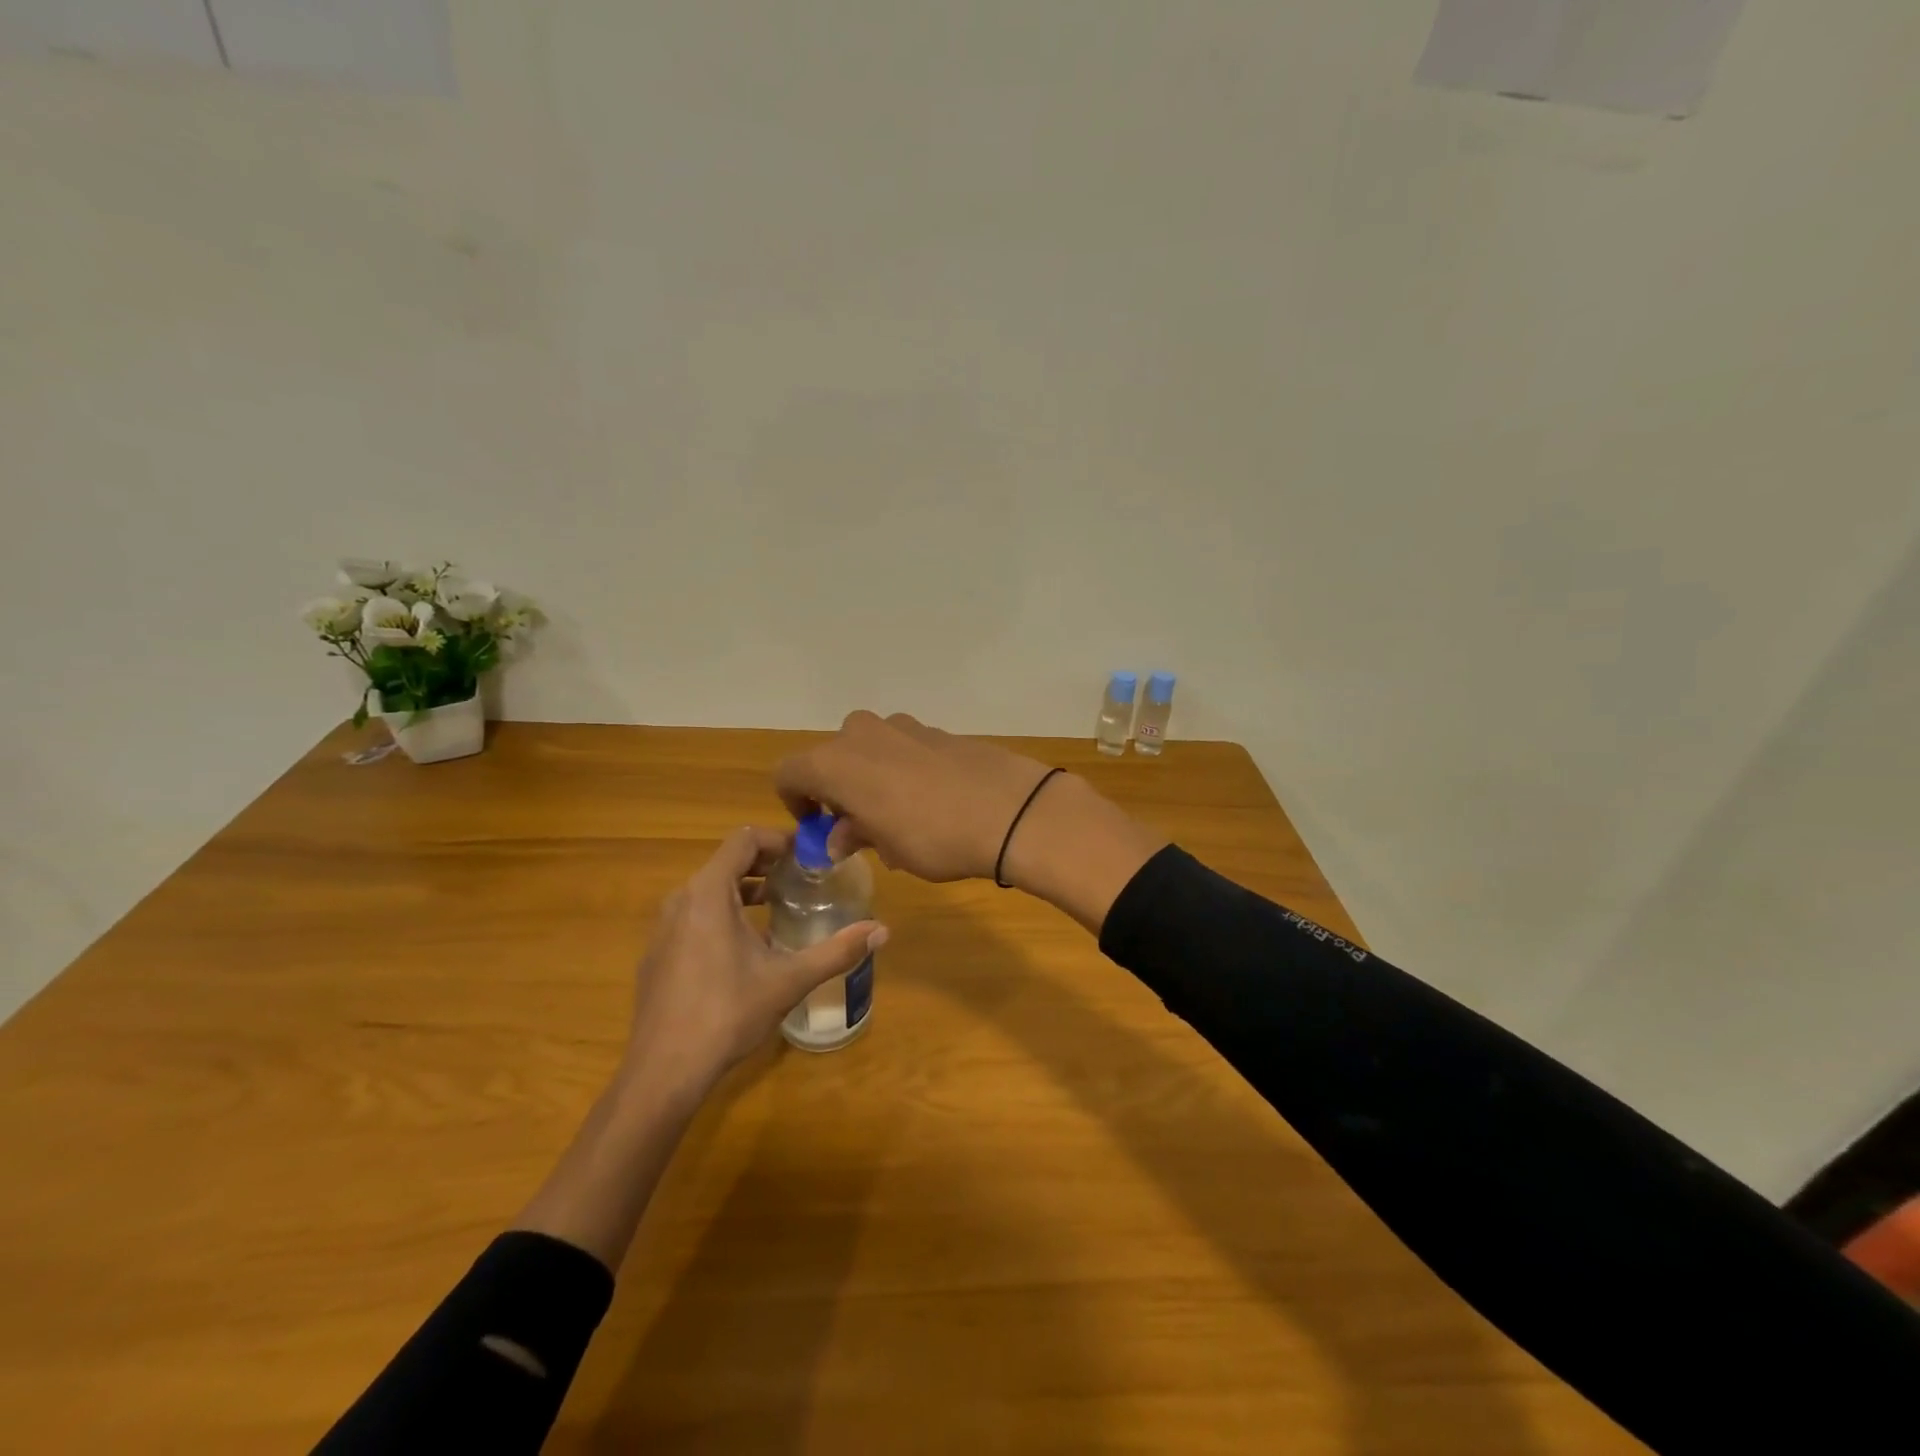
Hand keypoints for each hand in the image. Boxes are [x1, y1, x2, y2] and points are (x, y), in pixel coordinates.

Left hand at [619, 826, 886, 1098]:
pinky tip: (747, 948)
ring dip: (746, 890)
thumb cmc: (728, 1013)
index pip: (744, 839)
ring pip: (710, 890)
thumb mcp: (790, 980)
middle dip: (767, 864)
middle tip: (803, 878)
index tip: (809, 855)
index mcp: (709, 893)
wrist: (663, 1071)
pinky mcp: (658, 954)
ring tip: (780, 907)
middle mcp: (681, 900)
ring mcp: (664, 928)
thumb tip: (882, 931)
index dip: (779, 839)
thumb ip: (837, 951)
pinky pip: (694, 916)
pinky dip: (724, 914)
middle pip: (727, 862)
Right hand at [775, 710, 1166, 930]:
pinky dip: (903, 769)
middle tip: (859, 825)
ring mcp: (904, 727)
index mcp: (837, 761)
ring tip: (899, 817)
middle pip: (831, 757)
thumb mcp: (888, 847)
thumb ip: (855, 834)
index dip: (795, 800)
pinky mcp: (939, 730)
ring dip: (872, 778)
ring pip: (870, 749)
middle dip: (837, 789)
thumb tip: (839, 835)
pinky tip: (932, 801)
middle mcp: (863, 734)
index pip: (789, 772)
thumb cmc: (935, 837)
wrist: (1012, 811)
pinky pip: (904, 747)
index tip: (818, 826)